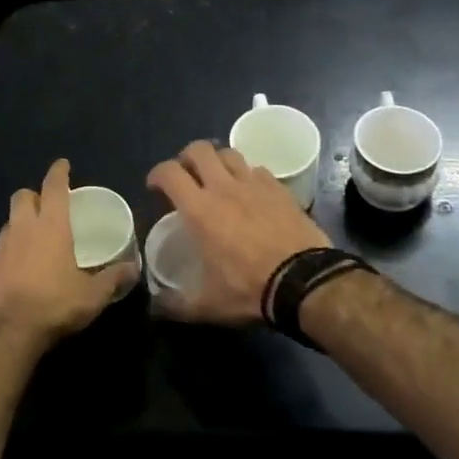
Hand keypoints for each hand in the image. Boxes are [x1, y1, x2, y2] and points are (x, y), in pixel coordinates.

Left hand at [0, 160, 137, 344]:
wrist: (6, 332)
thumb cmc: (54, 305)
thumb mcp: (92, 295)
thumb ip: (113, 278)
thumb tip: (133, 268)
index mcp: (50, 226)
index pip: (53, 187)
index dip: (58, 172)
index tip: (63, 165)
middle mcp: (22, 229)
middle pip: (22, 197)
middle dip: (33, 195)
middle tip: (46, 206)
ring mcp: (0, 248)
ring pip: (9, 223)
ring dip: (21, 224)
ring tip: (34, 240)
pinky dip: (9, 254)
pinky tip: (18, 271)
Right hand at [146, 141, 329, 324]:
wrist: (305, 281)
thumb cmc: (249, 289)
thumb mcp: (208, 305)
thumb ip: (176, 305)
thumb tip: (154, 308)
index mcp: (199, 210)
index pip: (169, 173)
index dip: (157, 174)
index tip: (155, 186)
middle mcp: (224, 188)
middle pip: (199, 150)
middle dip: (187, 157)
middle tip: (186, 175)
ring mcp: (254, 184)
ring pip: (230, 153)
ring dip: (218, 161)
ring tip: (218, 178)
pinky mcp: (279, 188)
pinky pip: (258, 170)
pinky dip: (248, 175)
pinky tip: (251, 192)